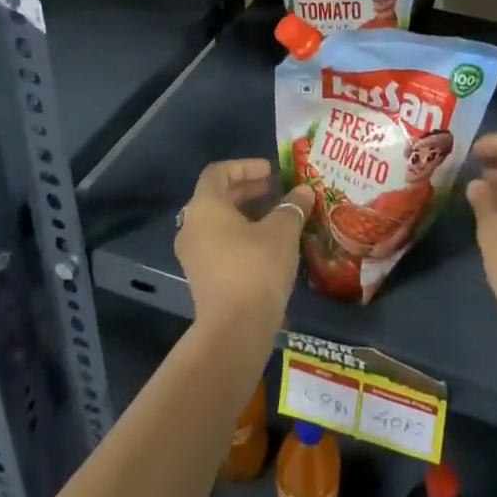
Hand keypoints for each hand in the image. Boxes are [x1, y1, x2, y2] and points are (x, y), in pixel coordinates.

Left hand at [174, 160, 311, 335]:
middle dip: (248, 189)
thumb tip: (304, 192)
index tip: (271, 172)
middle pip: (217, 196)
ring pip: (218, 222)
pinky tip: (267, 244)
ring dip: (246, 213)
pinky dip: (240, 235)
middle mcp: (192, 227)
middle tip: (276, 189)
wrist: (235, 330)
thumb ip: (292, 206)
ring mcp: (193, 255)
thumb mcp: (282, 231)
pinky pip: (219, 243)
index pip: (218, 172)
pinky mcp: (201, 277)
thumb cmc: (256, 267)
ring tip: (276, 216)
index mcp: (205, 207)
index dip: (245, 166)